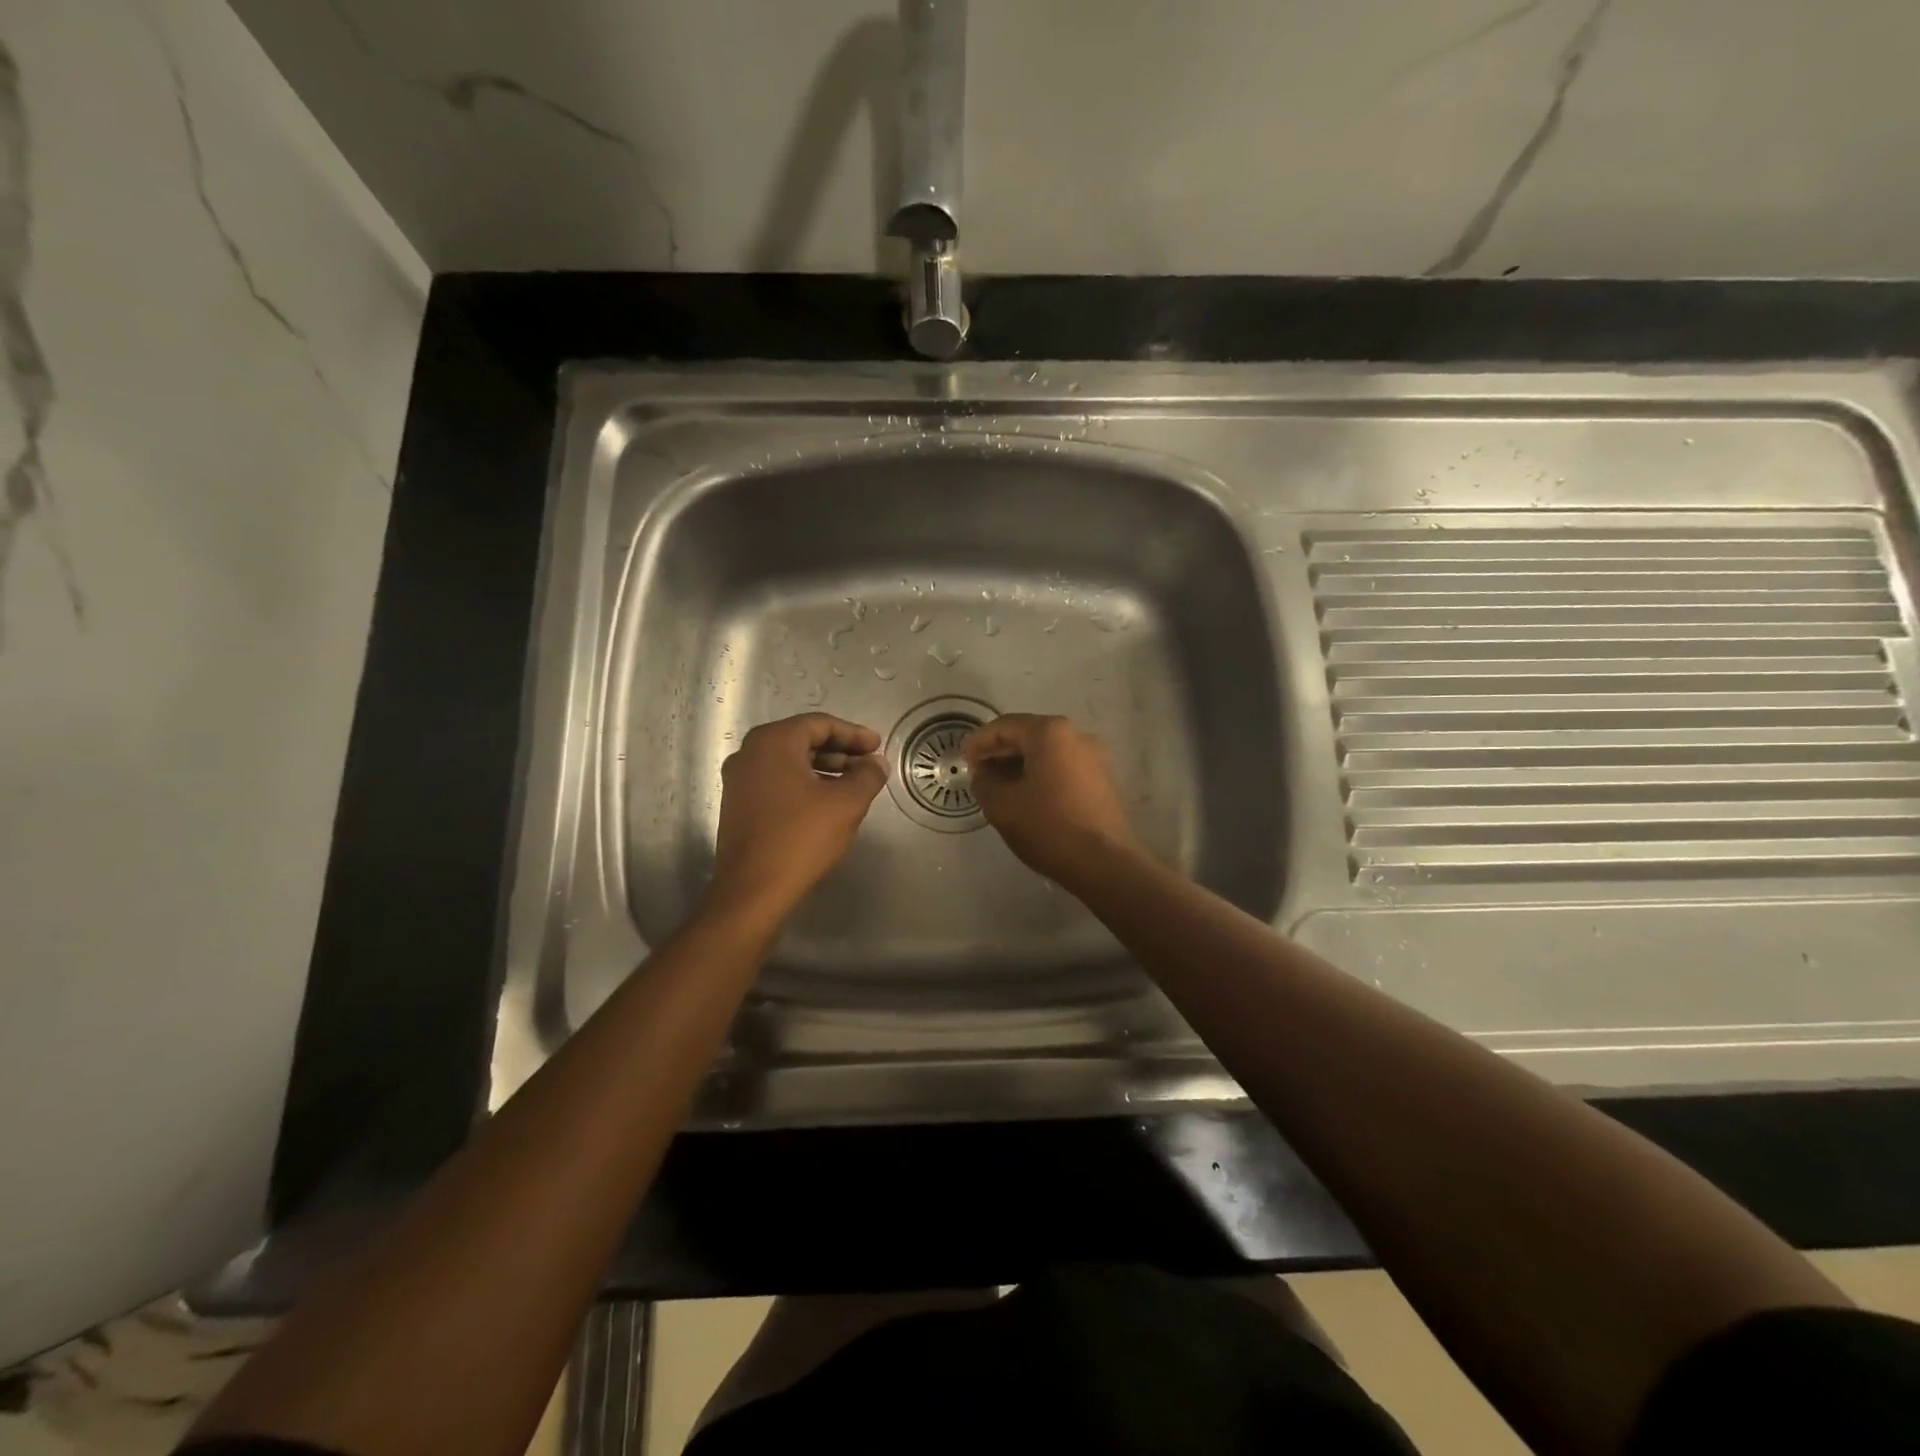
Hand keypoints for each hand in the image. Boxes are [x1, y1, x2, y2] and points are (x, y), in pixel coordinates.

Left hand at [711, 714, 888, 916]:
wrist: (752, 892)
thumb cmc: (800, 838)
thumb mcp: (846, 804)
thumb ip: (867, 776)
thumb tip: (877, 763)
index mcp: (772, 742)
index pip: (820, 724)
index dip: (854, 734)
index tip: (878, 747)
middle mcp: (749, 753)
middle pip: (802, 740)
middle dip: (840, 751)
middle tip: (868, 764)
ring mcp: (739, 780)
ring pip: (790, 762)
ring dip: (824, 768)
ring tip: (854, 785)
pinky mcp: (738, 805)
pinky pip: (777, 781)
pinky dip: (804, 784)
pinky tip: (827, 803)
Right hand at [964, 714, 1141, 889]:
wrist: (1104, 863)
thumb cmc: (1048, 827)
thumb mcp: (1002, 805)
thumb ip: (984, 782)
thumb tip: (983, 774)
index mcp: (1050, 733)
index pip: (1005, 726)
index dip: (979, 742)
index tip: (964, 762)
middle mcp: (1076, 736)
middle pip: (1028, 735)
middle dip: (1000, 753)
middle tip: (979, 774)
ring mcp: (1094, 758)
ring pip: (1047, 752)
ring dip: (1020, 765)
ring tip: (999, 788)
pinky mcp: (1102, 780)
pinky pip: (1063, 767)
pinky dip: (1041, 775)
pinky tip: (1027, 797)